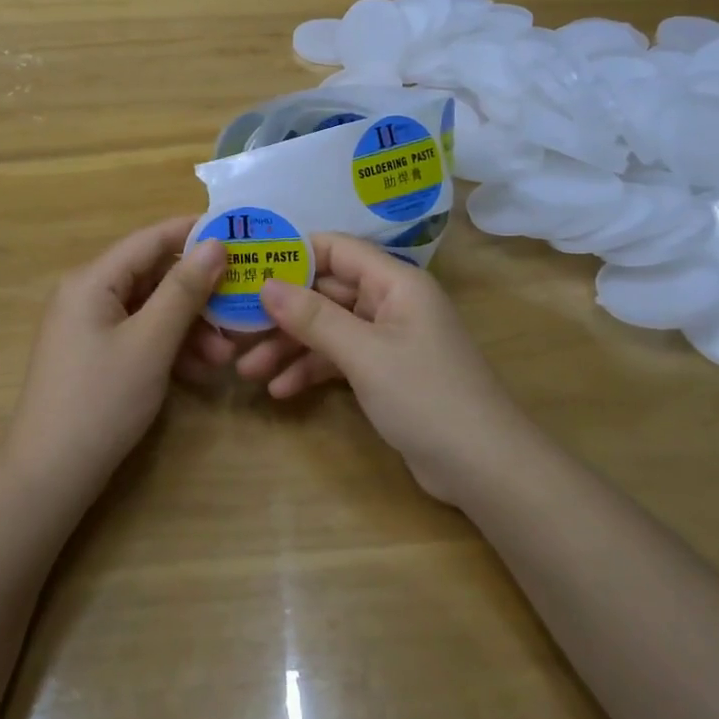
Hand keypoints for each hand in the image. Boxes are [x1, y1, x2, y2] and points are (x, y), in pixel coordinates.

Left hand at [3, 217, 224, 492]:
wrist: (50, 475)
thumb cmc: (101, 401)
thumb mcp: (150, 343)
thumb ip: (184, 291)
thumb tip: (216, 243)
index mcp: (92, 280)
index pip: (151, 239)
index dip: (195, 233)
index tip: (240, 234)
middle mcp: (88, 294)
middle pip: (153, 276)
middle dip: (198, 294)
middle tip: (241, 307)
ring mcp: (90, 326)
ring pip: (151, 309)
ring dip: (189, 327)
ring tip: (226, 356)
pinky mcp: (96, 355)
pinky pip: (140, 335)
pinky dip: (170, 347)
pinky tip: (200, 371)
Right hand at [257, 235, 521, 503]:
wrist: (484, 468)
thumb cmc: (426, 396)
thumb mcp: (364, 353)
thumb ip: (313, 317)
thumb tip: (265, 284)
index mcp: (395, 282)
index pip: (336, 249)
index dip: (291, 253)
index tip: (247, 266)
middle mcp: (391, 302)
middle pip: (326, 292)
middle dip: (281, 312)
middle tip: (234, 327)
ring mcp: (388, 339)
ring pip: (328, 329)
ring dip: (289, 346)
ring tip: (247, 370)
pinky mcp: (385, 373)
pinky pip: (339, 359)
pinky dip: (310, 371)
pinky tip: (280, 391)